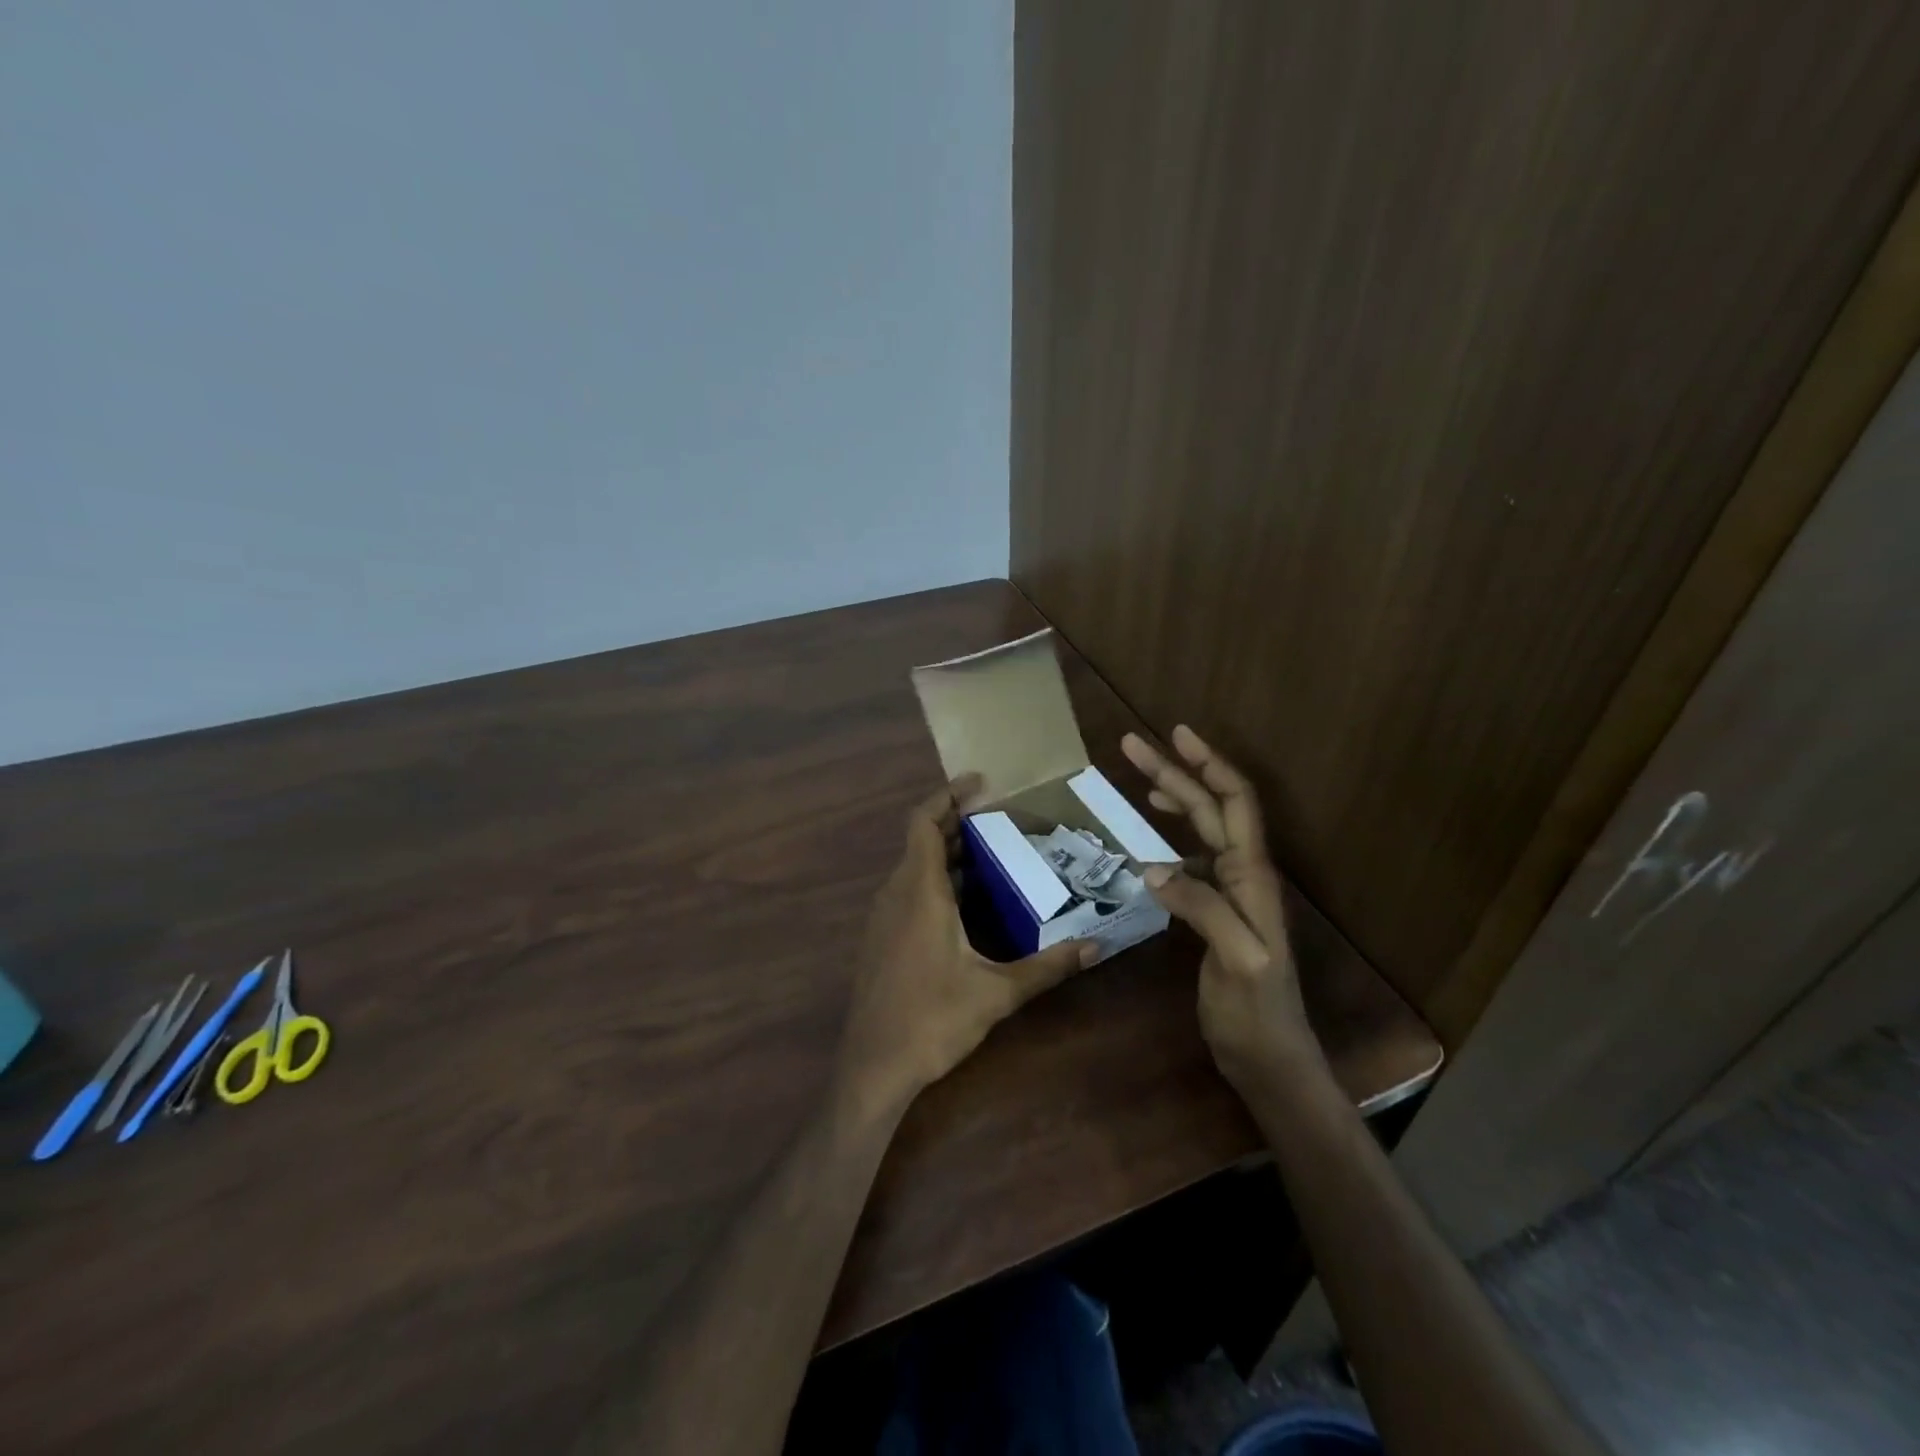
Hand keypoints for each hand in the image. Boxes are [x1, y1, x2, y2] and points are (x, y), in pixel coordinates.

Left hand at [837, 776, 1093, 1121]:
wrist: (873, 1066)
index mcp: (919, 891)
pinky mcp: (881, 938)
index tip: (979, 782)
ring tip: (992, 854)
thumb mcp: (997, 992)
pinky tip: (966, 903)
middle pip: (922, 840)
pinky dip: (936, 879)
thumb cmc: (932, 1020)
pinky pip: (908, 890)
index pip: (924, 822)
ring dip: (948, 853)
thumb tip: (1097, 947)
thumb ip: (1047, 966)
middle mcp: (896, 893)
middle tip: (1000, 819)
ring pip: (914, 867)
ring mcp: (883, 916)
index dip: (947, 795)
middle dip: (957, 822)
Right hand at [1121, 726, 1321, 1100]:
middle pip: (1212, 806)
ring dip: (1174, 796)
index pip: (1235, 803)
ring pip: (1203, 827)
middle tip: (1131, 744)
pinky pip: (1193, 856)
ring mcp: (1231, 891)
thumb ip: (1202, 909)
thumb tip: (1150, 867)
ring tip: (1141, 774)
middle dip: (1175, 770)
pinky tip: (1150, 839)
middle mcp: (1245, 873)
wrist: (1271, 1058)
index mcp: (1253, 876)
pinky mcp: (1217, 910)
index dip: (1209, 764)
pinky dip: (1171, 835)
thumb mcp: (1237, 962)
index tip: (1176, 734)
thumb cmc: (1258, 1013)